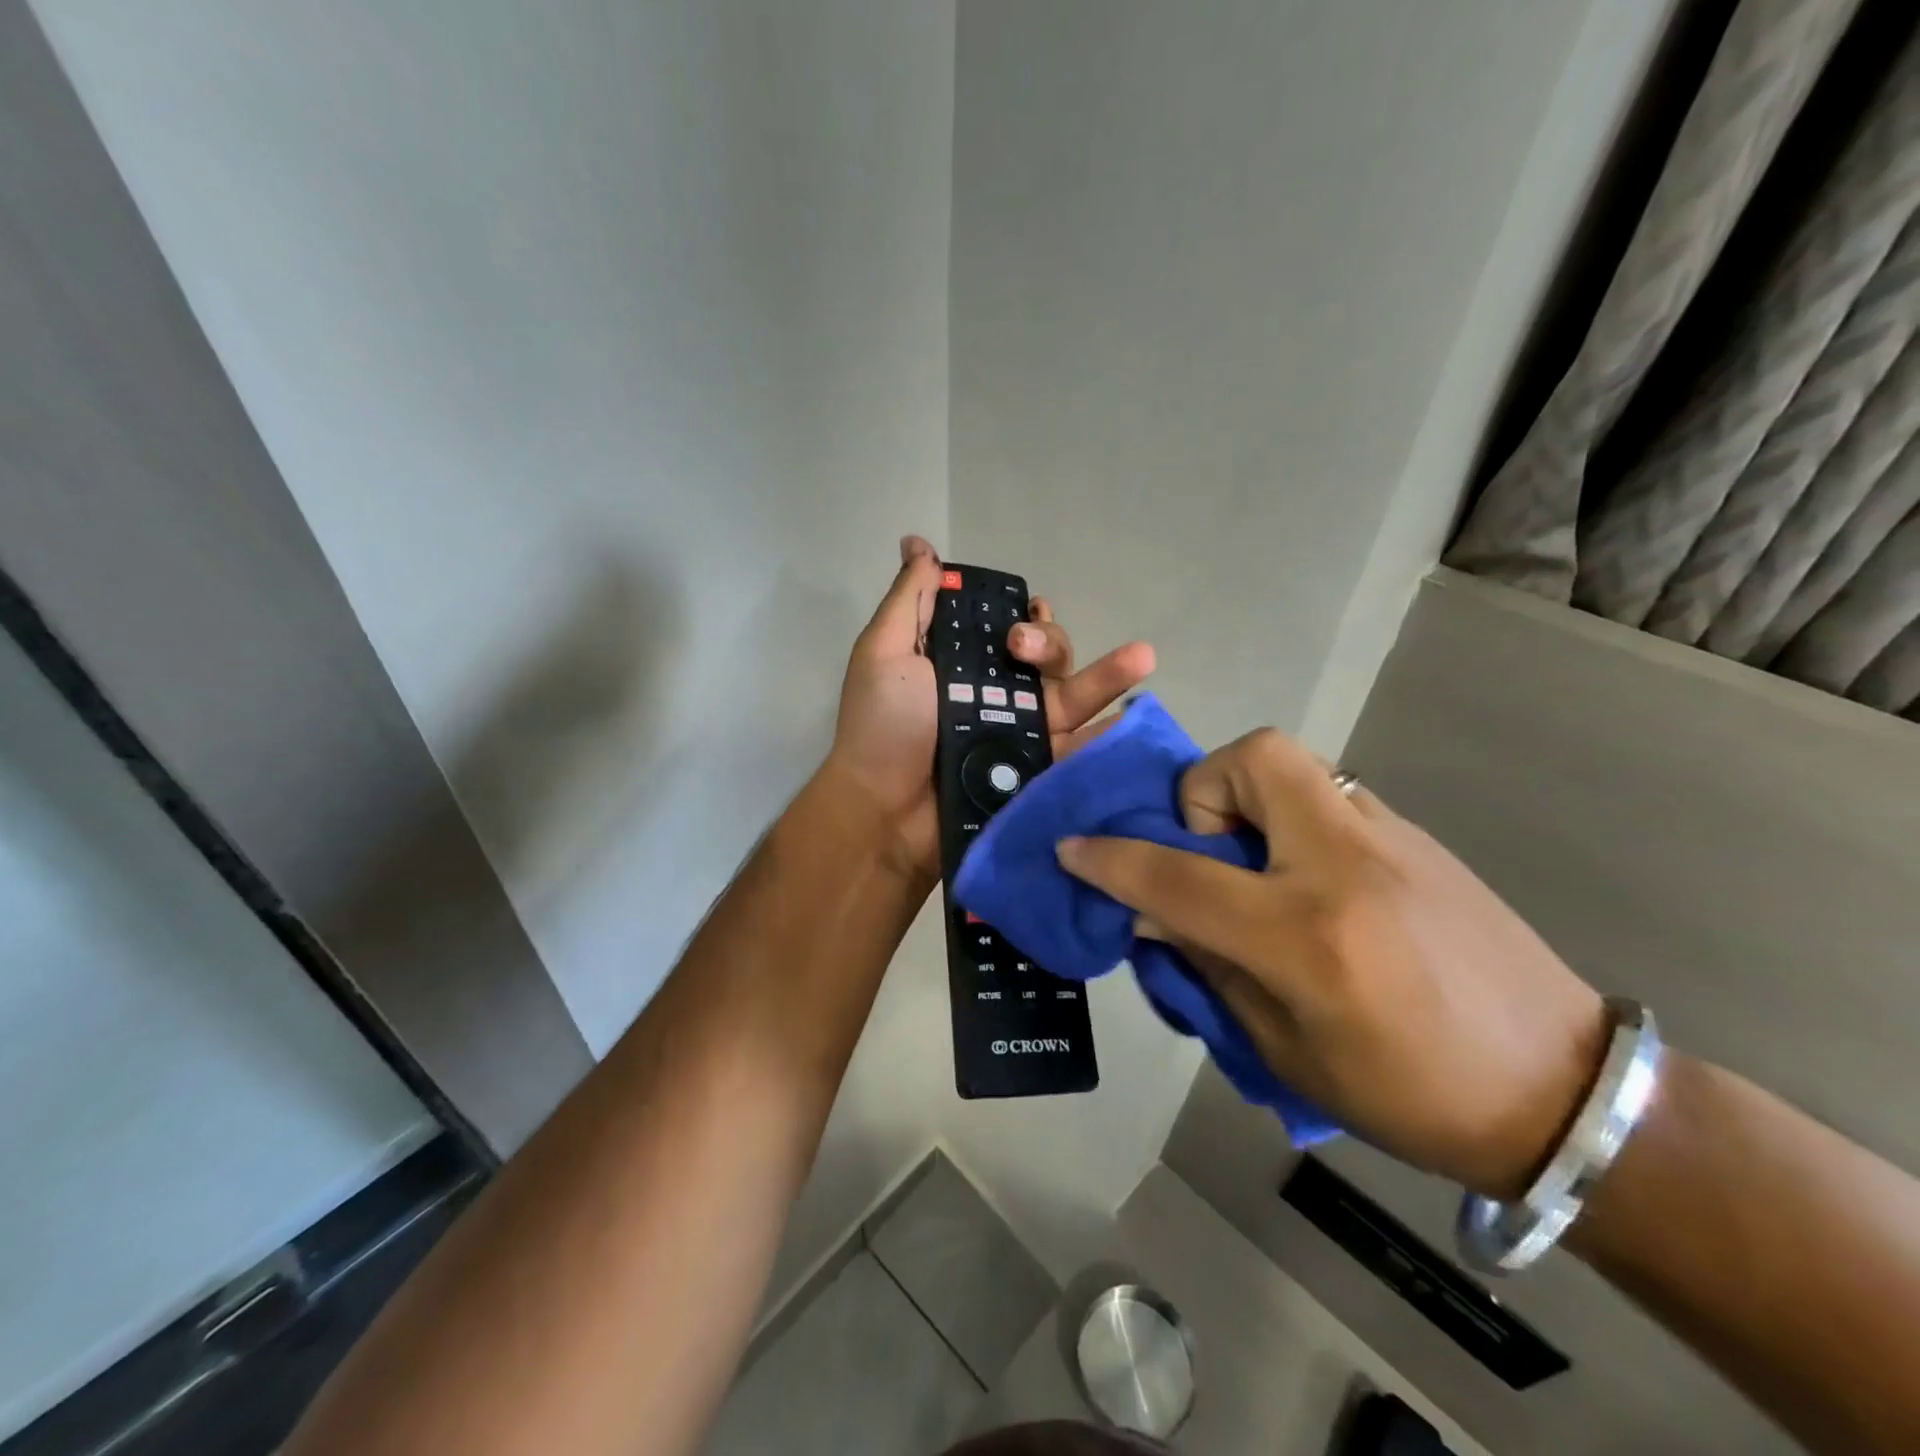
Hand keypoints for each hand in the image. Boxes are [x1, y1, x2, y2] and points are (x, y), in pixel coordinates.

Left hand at [826, 535, 1155, 885]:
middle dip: (1048, 643)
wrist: (885, 811)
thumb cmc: (882, 728)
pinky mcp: (1039, 771)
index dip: (1026, 616)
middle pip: (1048, 658)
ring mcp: (1023, 734)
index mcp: (965, 664)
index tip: (1027, 611)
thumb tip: (916, 542)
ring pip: (1074, 696)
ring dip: (1108, 675)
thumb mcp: (885, 653)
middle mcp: (999, 694)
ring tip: (1141, 656)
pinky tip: (1135, 715)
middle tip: (1023, 648)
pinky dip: (1110, 733)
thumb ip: (908, 599)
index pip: (1009, 629)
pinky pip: (1081, 747)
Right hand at [1056, 728, 1607, 1199]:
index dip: (1112, 860)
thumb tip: (1153, 913)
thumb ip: (1210, 967)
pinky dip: (1295, 823)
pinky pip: (1330, 799)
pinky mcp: (1419, 839)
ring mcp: (1391, 839)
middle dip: (1206, 786)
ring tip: (1259, 870)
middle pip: (1254, 757)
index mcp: (1307, 934)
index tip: (1073, 847)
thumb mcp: (1287, 1051)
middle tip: (1210, 847)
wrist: (1568, 1094)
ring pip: (1296, 766)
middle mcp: (1347, 864)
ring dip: (1251, 801)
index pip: (1180, 875)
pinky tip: (1313, 885)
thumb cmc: (1413, 1095)